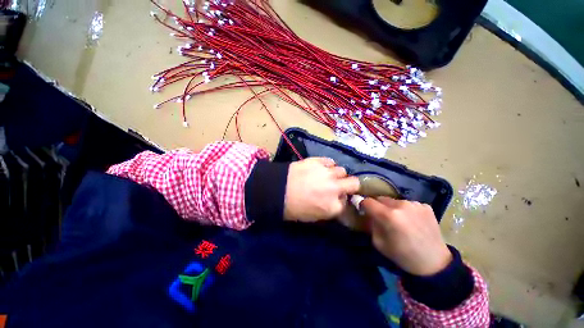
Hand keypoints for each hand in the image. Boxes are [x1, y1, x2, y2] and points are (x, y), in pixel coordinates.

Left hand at [284, 157, 359, 221]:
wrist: (276, 190)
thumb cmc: (292, 208)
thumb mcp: (313, 217)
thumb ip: (329, 210)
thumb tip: (336, 202)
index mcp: (333, 207)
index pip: (347, 203)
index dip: (341, 200)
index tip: (336, 199)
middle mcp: (335, 189)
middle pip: (354, 183)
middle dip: (349, 185)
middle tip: (340, 185)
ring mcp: (327, 173)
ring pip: (342, 170)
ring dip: (337, 174)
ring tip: (327, 175)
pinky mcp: (318, 161)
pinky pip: (330, 161)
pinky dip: (328, 165)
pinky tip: (320, 168)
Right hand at [361, 197, 451, 275]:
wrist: (435, 263)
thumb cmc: (403, 255)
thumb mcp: (378, 242)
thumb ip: (371, 224)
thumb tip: (368, 213)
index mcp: (389, 215)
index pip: (367, 201)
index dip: (362, 204)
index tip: (362, 209)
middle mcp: (401, 205)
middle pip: (380, 199)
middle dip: (378, 206)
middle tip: (382, 218)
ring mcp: (415, 204)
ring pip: (394, 201)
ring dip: (392, 208)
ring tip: (399, 220)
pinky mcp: (425, 206)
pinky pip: (408, 204)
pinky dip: (406, 210)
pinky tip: (412, 221)